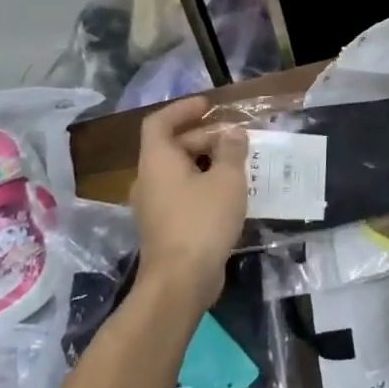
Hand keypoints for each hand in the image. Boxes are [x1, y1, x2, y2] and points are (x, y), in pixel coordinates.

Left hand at [129, 96, 247, 310]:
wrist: (181, 282)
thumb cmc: (202, 221)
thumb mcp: (227, 179)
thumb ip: (231, 151)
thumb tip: (232, 134)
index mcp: (157, 161)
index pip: (159, 122)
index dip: (182, 109)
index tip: (208, 105)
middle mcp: (149, 180)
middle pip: (173, 147)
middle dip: (205, 138)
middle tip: (236, 139)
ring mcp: (154, 206)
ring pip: (180, 172)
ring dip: (207, 163)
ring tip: (239, 164)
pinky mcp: (165, 227)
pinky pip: (183, 194)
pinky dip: (204, 185)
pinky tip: (231, 194)